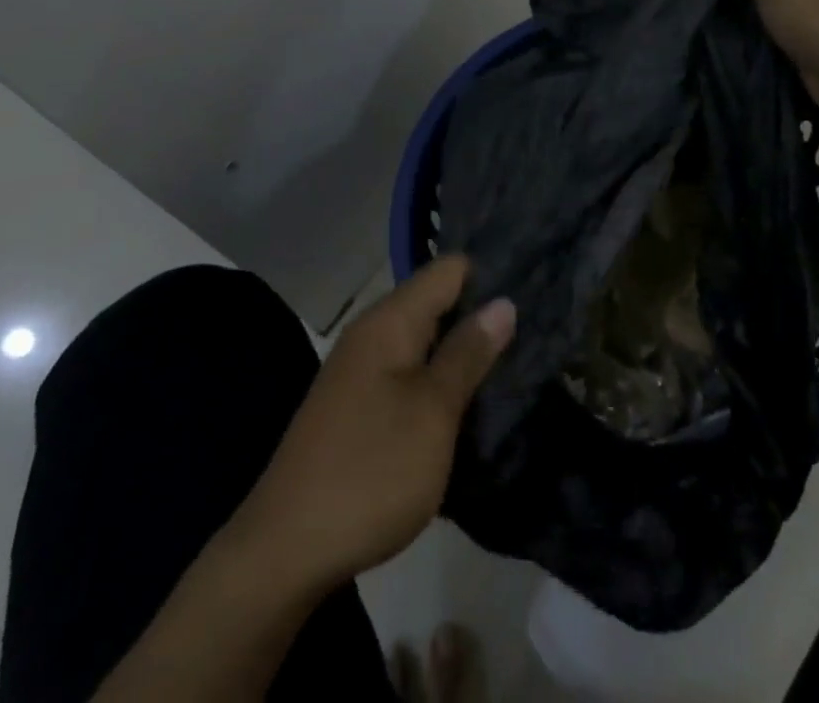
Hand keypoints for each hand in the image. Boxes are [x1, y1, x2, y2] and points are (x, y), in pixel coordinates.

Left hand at [229, 257, 514, 594]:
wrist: (285, 550)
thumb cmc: (371, 470)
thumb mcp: (433, 411)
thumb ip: (468, 353)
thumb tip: (503, 302)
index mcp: (390, 320)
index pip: (449, 268)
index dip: (491, 275)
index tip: (533, 293)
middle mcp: (373, 332)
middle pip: (436, 300)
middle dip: (480, 315)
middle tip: (532, 334)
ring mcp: (361, 369)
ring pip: (424, 339)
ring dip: (461, 351)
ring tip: (511, 365)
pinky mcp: (357, 404)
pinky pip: (408, 371)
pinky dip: (438, 378)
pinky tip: (465, 401)